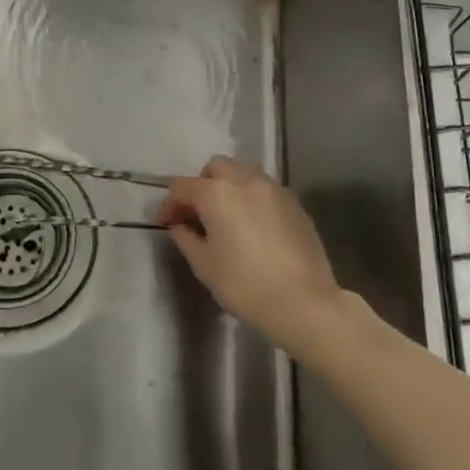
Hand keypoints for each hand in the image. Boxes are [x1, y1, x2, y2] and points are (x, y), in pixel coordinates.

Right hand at [156, 157, 345, 356]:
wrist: (303, 302)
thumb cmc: (244, 285)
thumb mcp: (204, 265)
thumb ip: (186, 238)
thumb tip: (180, 226)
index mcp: (216, 193)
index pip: (182, 187)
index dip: (169, 204)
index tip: (166, 223)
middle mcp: (245, 181)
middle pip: (216, 167)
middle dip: (202, 184)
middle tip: (198, 213)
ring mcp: (274, 190)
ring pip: (244, 172)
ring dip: (229, 186)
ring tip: (227, 215)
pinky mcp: (295, 204)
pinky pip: (265, 189)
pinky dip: (252, 197)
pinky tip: (253, 225)